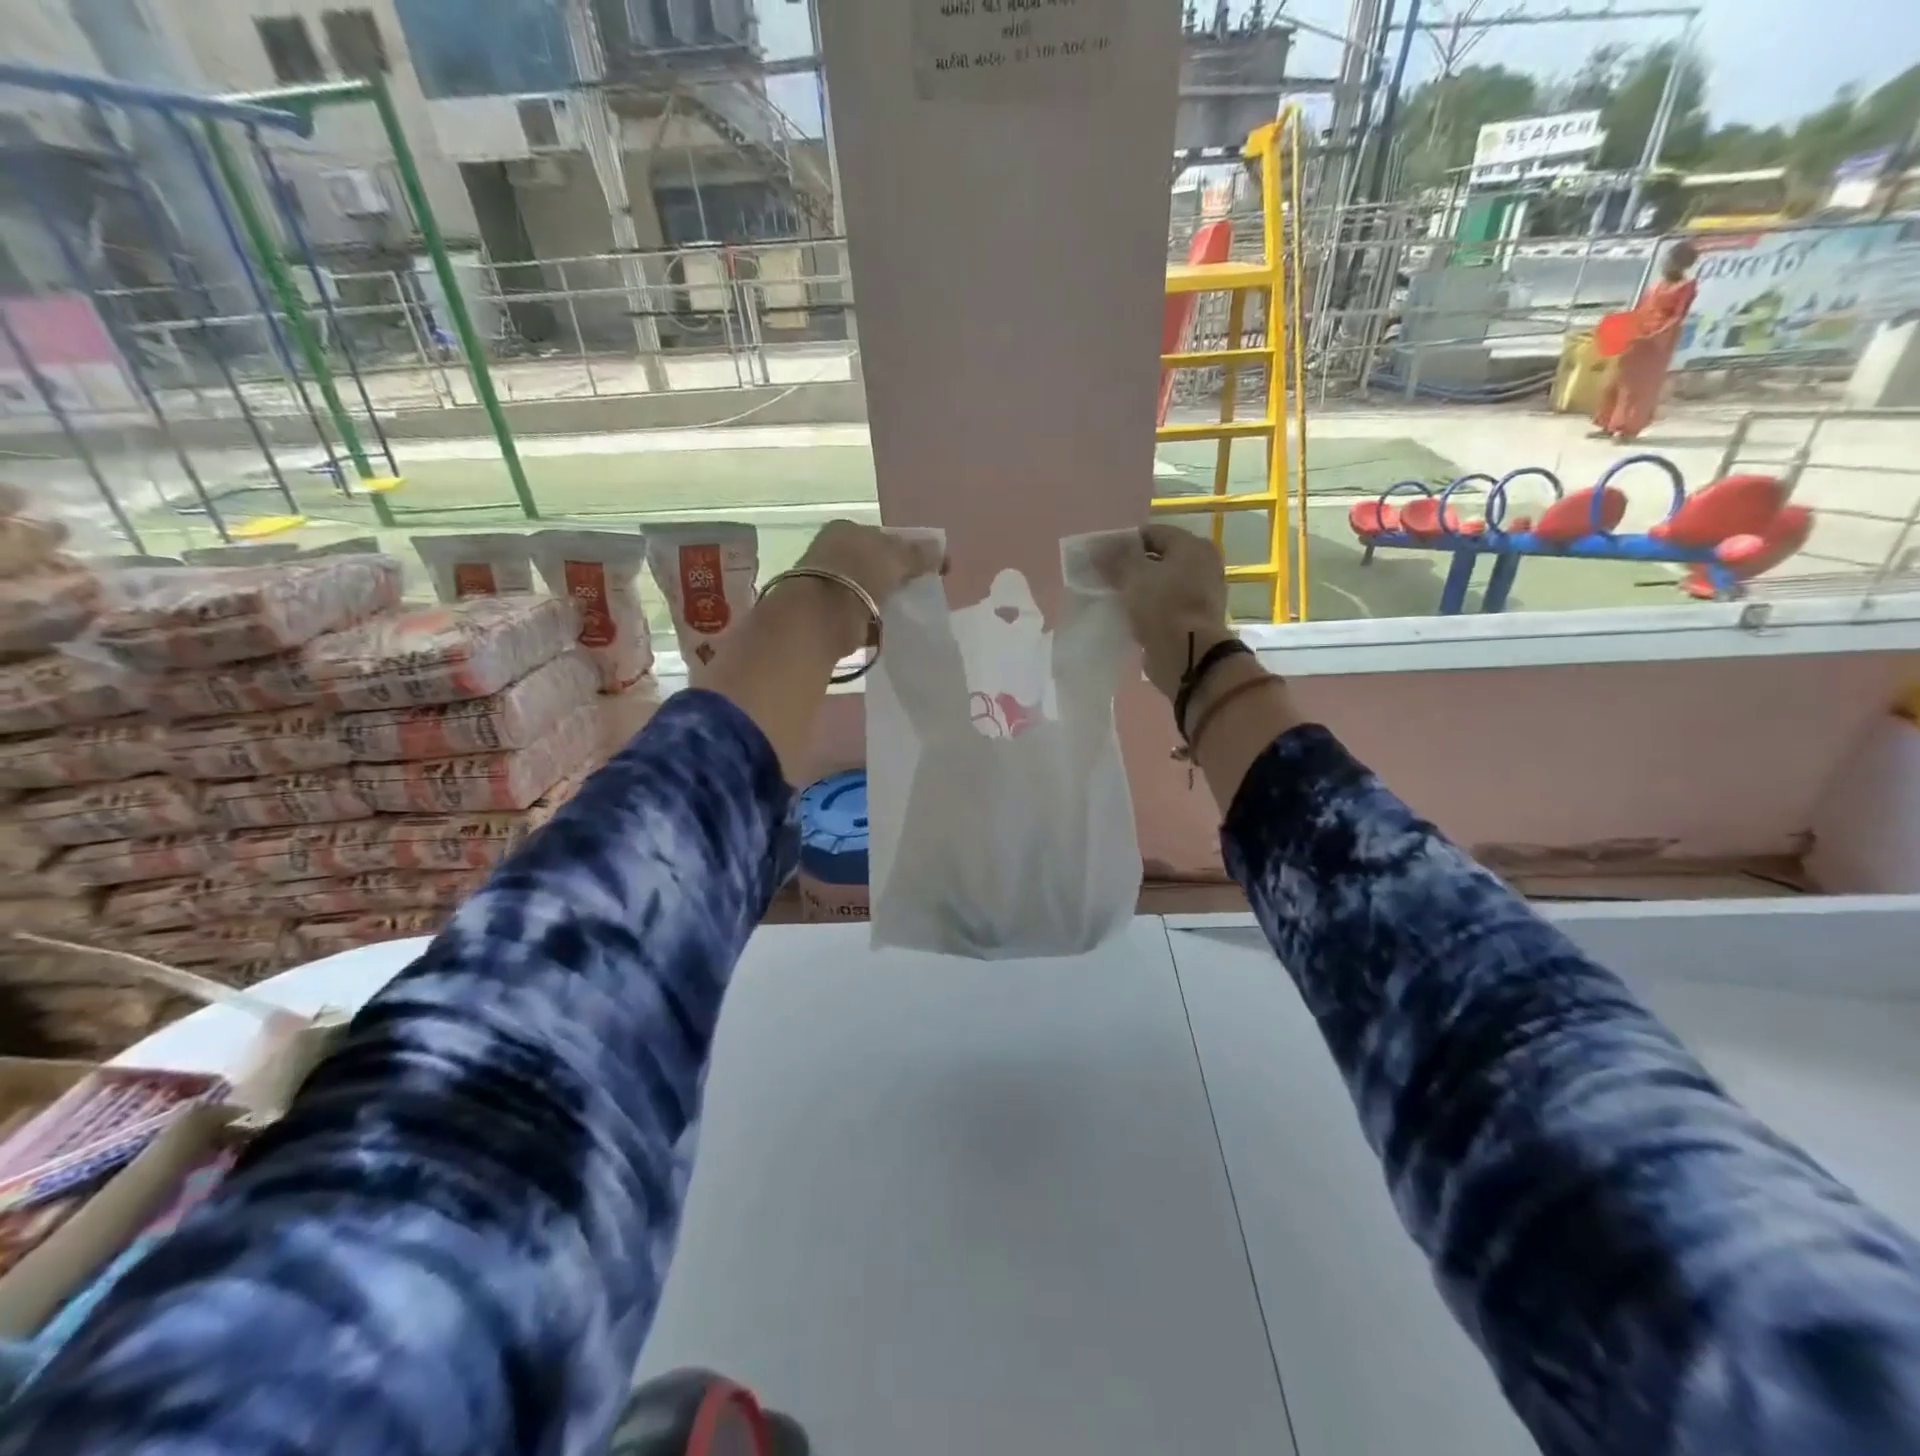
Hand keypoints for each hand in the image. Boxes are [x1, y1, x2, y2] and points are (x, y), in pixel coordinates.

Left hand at [790, 520, 944, 656]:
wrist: (822, 615)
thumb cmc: (860, 573)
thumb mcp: (897, 557)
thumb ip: (920, 554)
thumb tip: (940, 552)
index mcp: (846, 529)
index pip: (882, 536)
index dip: (906, 550)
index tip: (926, 568)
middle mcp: (831, 551)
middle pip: (873, 563)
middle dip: (894, 577)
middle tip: (918, 591)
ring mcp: (826, 583)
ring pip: (865, 590)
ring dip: (883, 600)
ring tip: (905, 612)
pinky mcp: (825, 613)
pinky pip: (858, 615)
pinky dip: (872, 622)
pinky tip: (888, 628)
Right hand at [1095, 525, 1231, 698]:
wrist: (1189, 657)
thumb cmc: (1163, 607)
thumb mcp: (1133, 577)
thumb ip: (1116, 558)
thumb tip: (1097, 547)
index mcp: (1193, 546)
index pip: (1152, 533)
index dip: (1125, 543)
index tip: (1103, 558)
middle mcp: (1204, 564)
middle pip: (1159, 559)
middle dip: (1132, 567)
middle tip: (1106, 579)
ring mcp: (1202, 594)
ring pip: (1162, 584)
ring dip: (1140, 590)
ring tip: (1115, 599)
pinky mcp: (1195, 620)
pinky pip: (1166, 606)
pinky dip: (1150, 609)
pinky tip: (1131, 617)